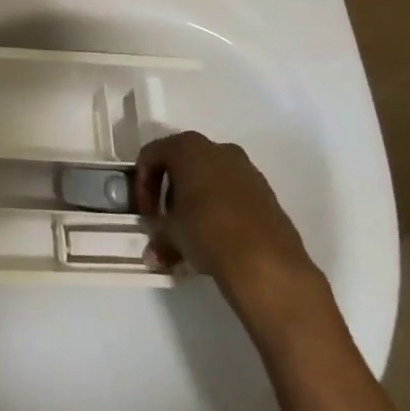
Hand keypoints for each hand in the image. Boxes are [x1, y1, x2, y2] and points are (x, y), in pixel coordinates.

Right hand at [133, 131, 326, 330]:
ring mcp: (247, 170)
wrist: (267, 263)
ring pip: (209, 179)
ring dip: (195, 203)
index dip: (142, 185)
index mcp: (188, 147)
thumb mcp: (171, 234)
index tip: (145, 214)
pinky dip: (219, 210)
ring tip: (191, 235)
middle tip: (165, 222)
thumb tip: (153, 254)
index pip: (151, 156)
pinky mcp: (267, 193)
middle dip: (170, 194)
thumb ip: (158, 237)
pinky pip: (232, 194)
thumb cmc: (207, 231)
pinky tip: (216, 239)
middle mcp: (218, 149)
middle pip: (182, 165)